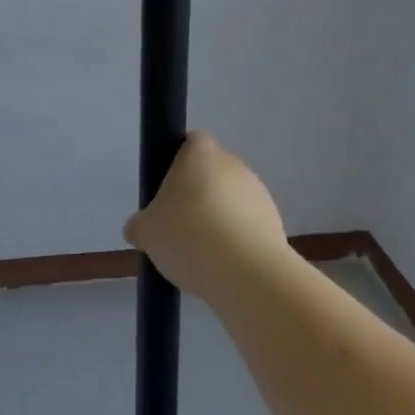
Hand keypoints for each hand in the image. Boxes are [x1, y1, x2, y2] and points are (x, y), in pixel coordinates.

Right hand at [124, 132, 289, 299]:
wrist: (244, 271)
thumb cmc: (187, 234)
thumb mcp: (146, 231)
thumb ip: (140, 225)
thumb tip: (139, 228)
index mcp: (200, 152)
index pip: (189, 143)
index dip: (176, 164)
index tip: (167, 192)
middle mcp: (232, 163)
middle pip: (210, 174)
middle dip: (197, 196)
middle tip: (179, 227)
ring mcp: (258, 192)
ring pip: (231, 201)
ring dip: (219, 220)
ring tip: (202, 255)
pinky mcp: (275, 222)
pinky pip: (248, 226)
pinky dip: (237, 241)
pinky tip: (224, 266)